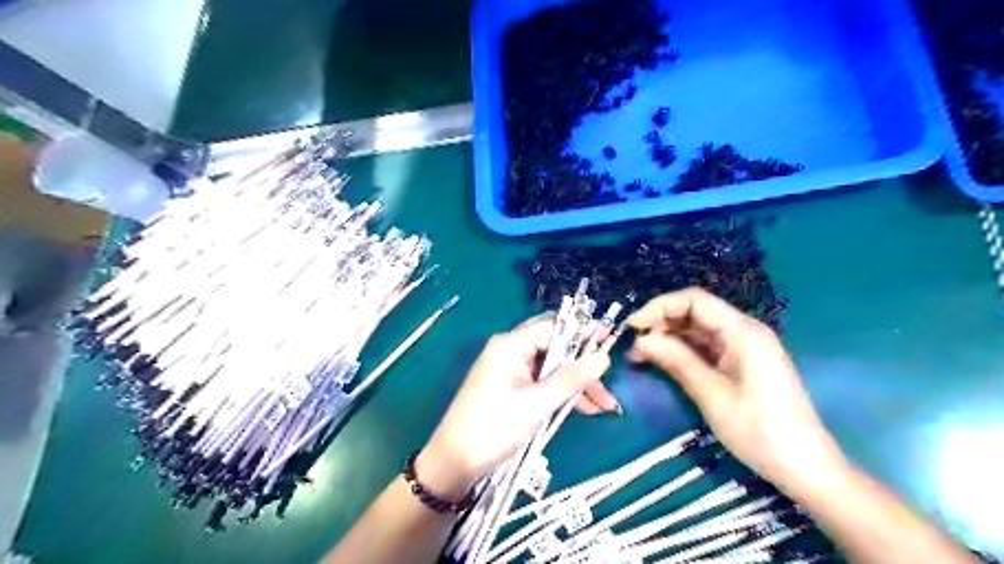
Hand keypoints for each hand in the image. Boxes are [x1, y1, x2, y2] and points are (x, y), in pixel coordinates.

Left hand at [417, 315, 610, 498]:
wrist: (454, 461)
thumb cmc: (493, 428)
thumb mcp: (537, 404)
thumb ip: (570, 379)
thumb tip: (603, 358)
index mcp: (511, 345)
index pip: (553, 328)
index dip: (582, 332)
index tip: (611, 339)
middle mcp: (511, 351)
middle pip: (556, 349)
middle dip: (583, 368)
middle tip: (608, 386)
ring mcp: (511, 370)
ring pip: (552, 368)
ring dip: (576, 385)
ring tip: (605, 406)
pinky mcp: (512, 388)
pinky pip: (543, 383)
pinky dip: (562, 394)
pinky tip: (585, 409)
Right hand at [629, 289, 848, 495]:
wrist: (805, 467)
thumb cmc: (760, 430)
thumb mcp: (712, 395)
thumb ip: (676, 361)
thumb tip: (641, 340)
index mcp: (742, 331)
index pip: (694, 300)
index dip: (660, 307)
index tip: (633, 327)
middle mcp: (743, 331)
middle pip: (695, 312)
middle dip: (661, 323)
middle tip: (634, 345)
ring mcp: (742, 348)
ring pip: (697, 330)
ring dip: (668, 338)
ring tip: (640, 356)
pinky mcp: (740, 363)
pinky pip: (705, 348)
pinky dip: (681, 352)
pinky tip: (661, 362)